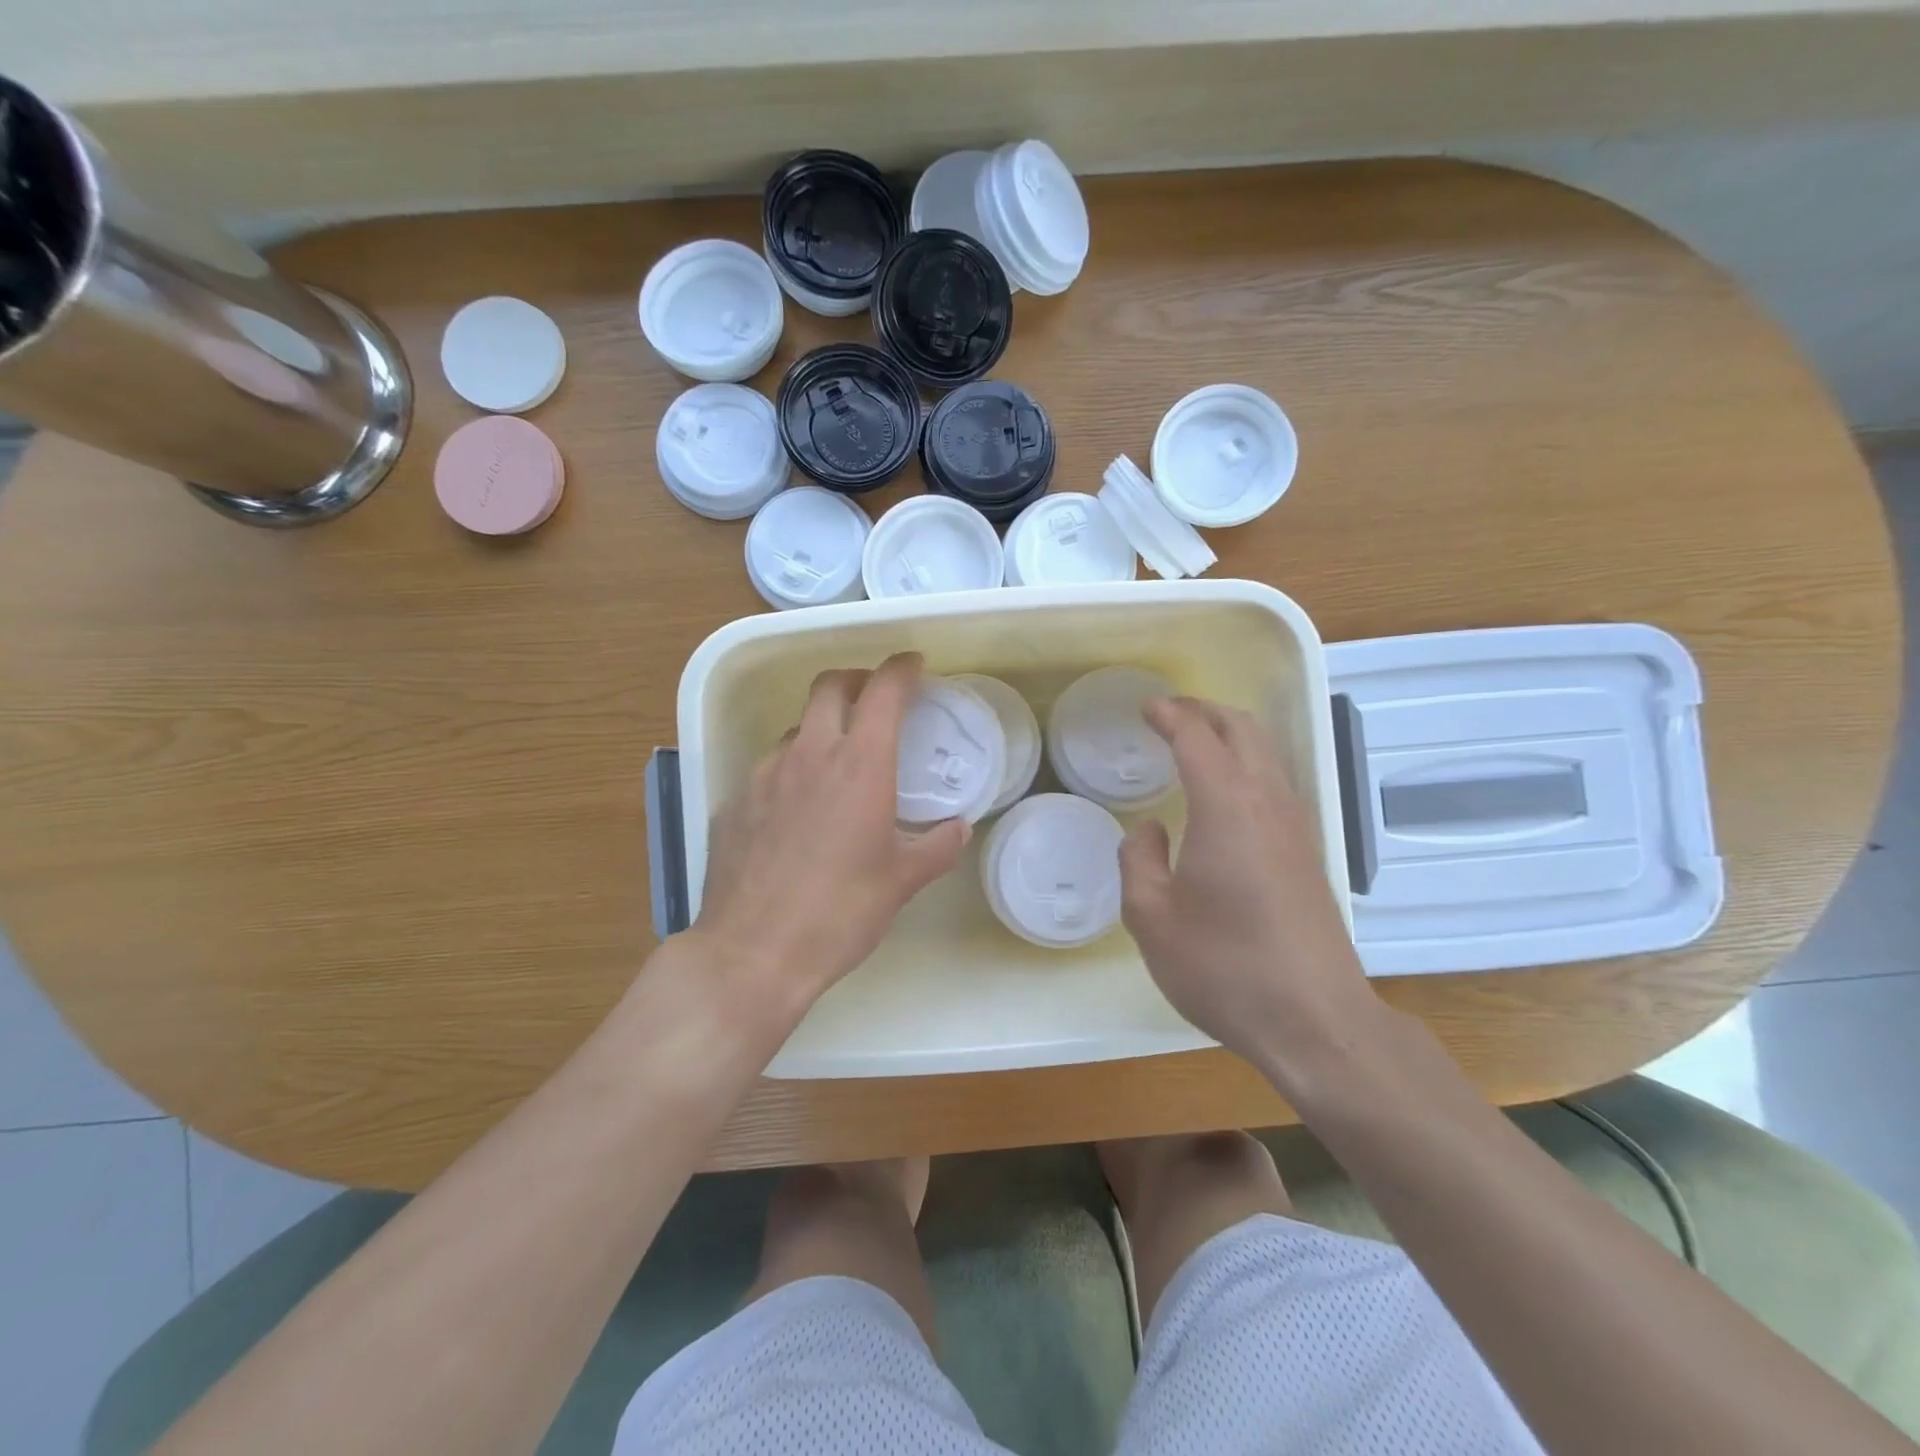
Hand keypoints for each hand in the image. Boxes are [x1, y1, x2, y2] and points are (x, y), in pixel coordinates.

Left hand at [689, 653, 969, 1030]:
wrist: (753, 953)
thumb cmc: (840, 913)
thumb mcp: (902, 882)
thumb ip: (937, 847)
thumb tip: (958, 828)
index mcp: (859, 765)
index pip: (882, 691)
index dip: (901, 669)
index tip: (914, 666)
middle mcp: (808, 755)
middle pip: (829, 686)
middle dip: (856, 680)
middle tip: (874, 698)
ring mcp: (763, 775)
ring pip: (795, 729)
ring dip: (820, 729)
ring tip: (836, 765)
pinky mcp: (734, 802)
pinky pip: (768, 770)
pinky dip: (791, 773)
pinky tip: (796, 813)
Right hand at [1119, 697, 1385, 1085]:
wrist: (1315, 1021)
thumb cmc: (1224, 967)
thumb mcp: (1152, 918)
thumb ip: (1139, 861)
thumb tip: (1150, 830)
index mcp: (1226, 808)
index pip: (1198, 738)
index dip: (1170, 715)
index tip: (1146, 708)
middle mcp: (1268, 804)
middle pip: (1244, 730)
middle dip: (1205, 711)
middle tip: (1170, 714)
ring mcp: (1296, 828)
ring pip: (1267, 754)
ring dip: (1231, 734)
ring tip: (1195, 742)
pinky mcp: (1308, 854)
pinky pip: (1277, 783)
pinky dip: (1248, 763)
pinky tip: (1227, 792)